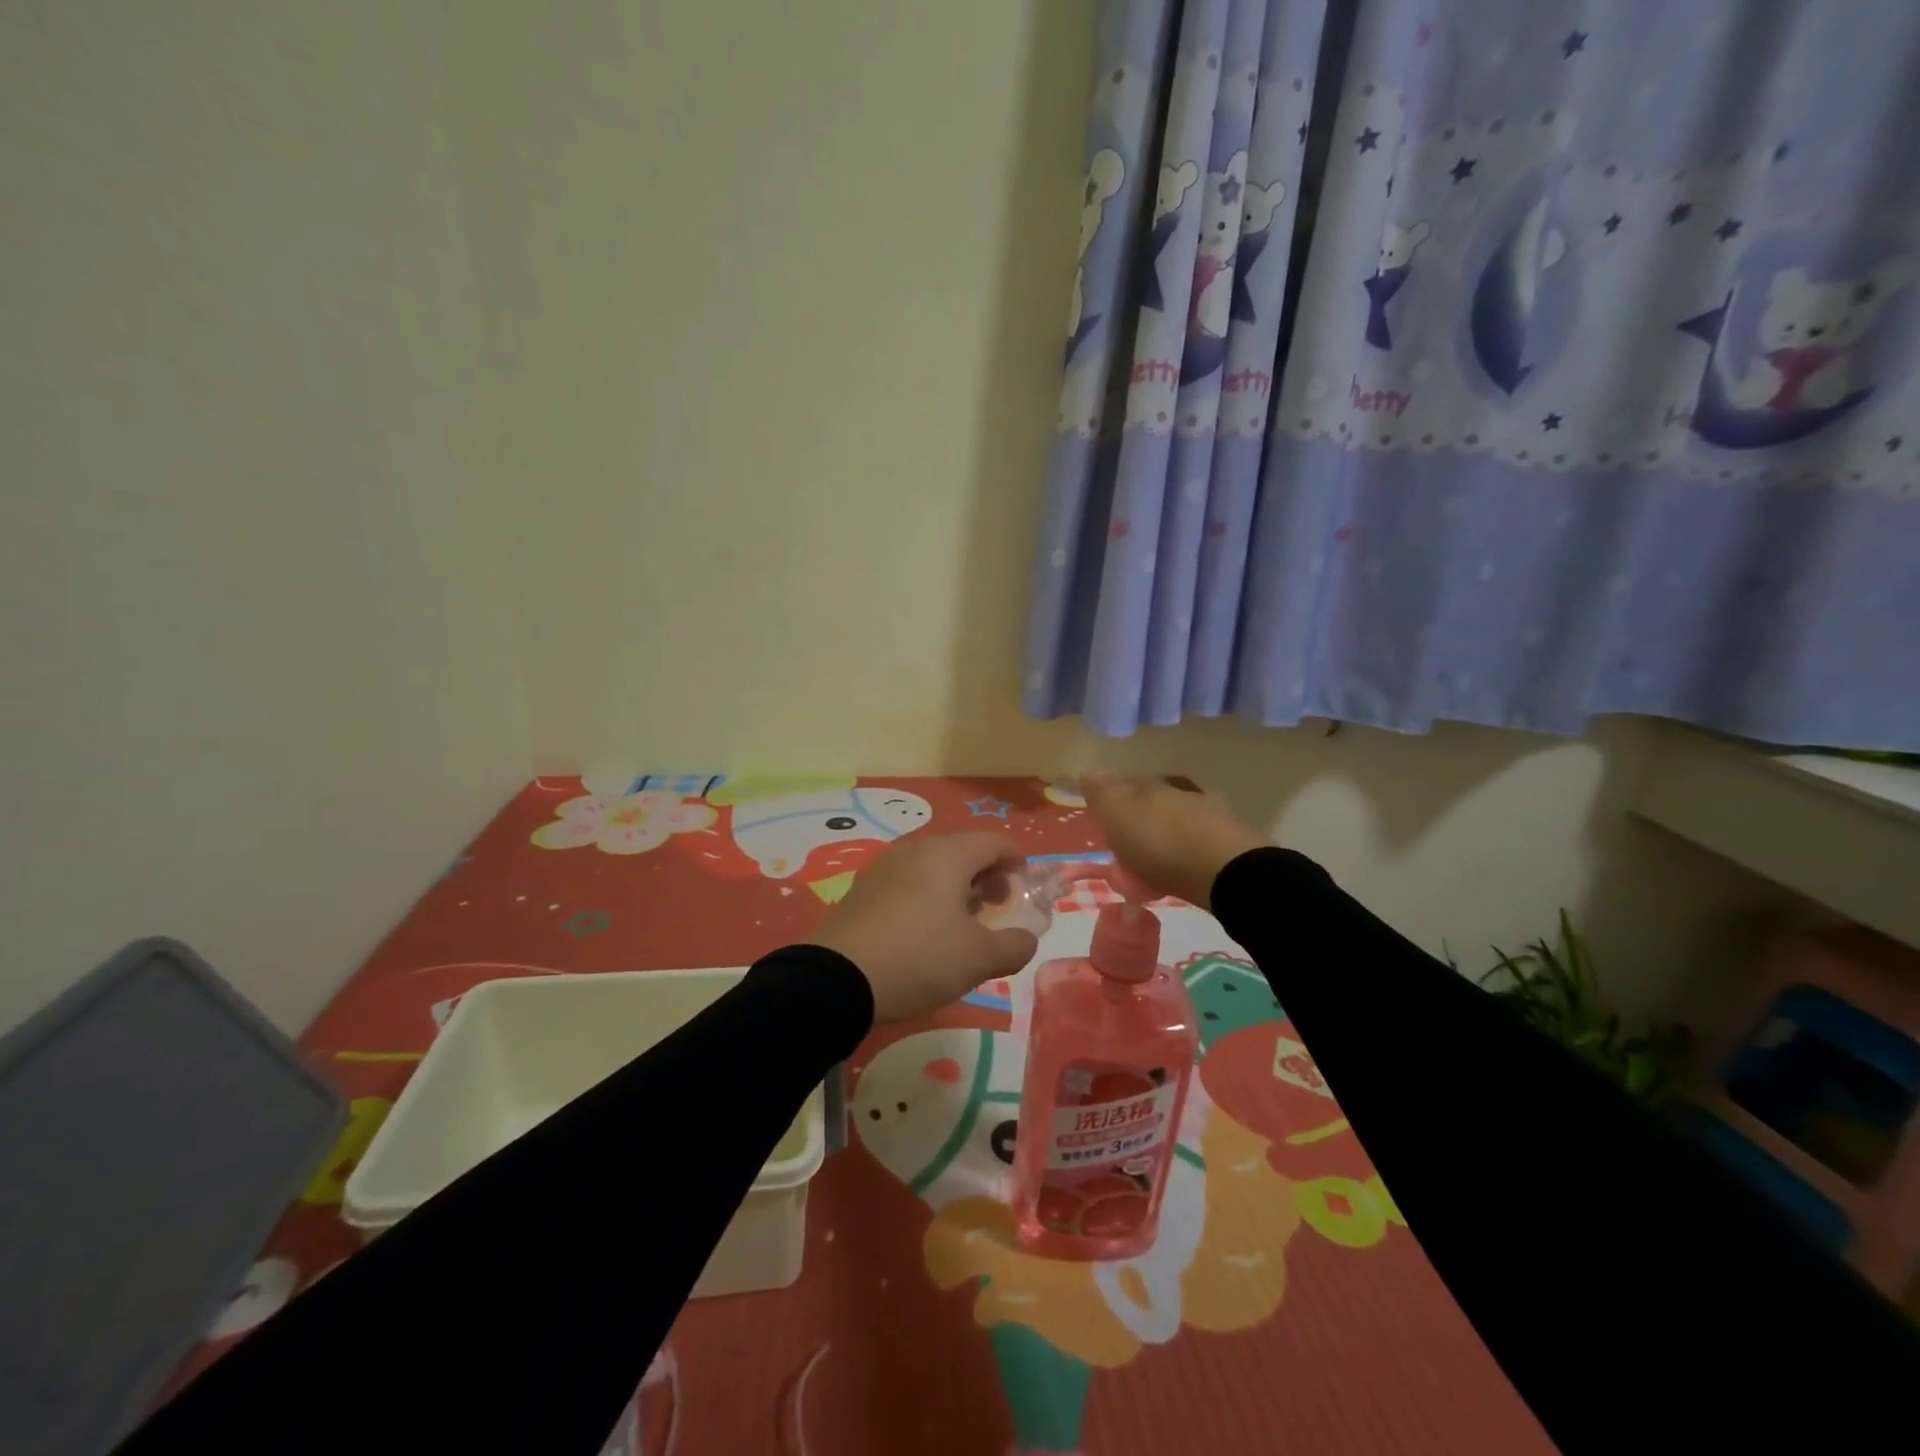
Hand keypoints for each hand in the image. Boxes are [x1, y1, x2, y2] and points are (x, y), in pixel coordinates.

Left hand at [811, 832, 1038, 1023]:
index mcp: (947, 855)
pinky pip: (906, 882)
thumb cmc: (919, 958)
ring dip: (955, 886)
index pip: (992, 841)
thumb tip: (1026, 939)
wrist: (838, 979)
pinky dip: (926, 895)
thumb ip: (1014, 946)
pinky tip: (924, 930)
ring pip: (931, 866)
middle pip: (961, 850)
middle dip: (985, 874)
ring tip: (962, 922)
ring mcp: (883, 868)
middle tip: (996, 905)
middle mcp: (915, 850)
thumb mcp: (978, 959)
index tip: (1024, 881)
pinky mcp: (861, 890)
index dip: (1014, 858)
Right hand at [1082, 773, 1268, 910]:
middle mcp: (1177, 792)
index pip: (1122, 785)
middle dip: (1137, 820)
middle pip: (1150, 802)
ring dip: (1162, 837)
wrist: (1225, 870)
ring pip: (1174, 821)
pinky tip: (1180, 871)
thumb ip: (1102, 793)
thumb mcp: (1118, 816)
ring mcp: (1207, 813)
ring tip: (1152, 867)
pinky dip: (1184, 854)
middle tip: (1125, 849)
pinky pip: (1195, 844)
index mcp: (1148, 785)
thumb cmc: (1159, 843)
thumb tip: (1086, 771)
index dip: (1110, 800)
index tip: (1102, 821)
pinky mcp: (1228, 840)